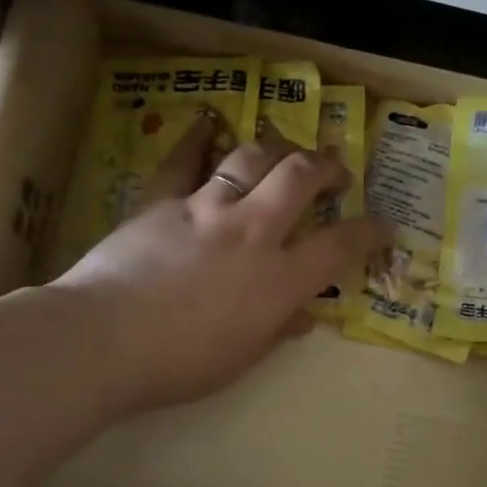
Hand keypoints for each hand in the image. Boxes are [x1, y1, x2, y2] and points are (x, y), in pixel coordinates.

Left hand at [52, 115, 388, 416]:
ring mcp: (206, 208)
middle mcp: (252, 232)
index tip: (383, 224)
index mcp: (278, 280)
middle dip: (326, 166)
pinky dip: (200, 137)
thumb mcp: (241, 358)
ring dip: (278, 147)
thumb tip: (305, 316)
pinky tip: (210, 122)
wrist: (103, 341)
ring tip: (286, 149)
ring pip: (252, 157)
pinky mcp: (163, 199)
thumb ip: (278, 329)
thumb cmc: (179, 364)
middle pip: (301, 178)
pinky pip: (185, 158)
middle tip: (335, 169)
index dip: (370, 231)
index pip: (340, 246)